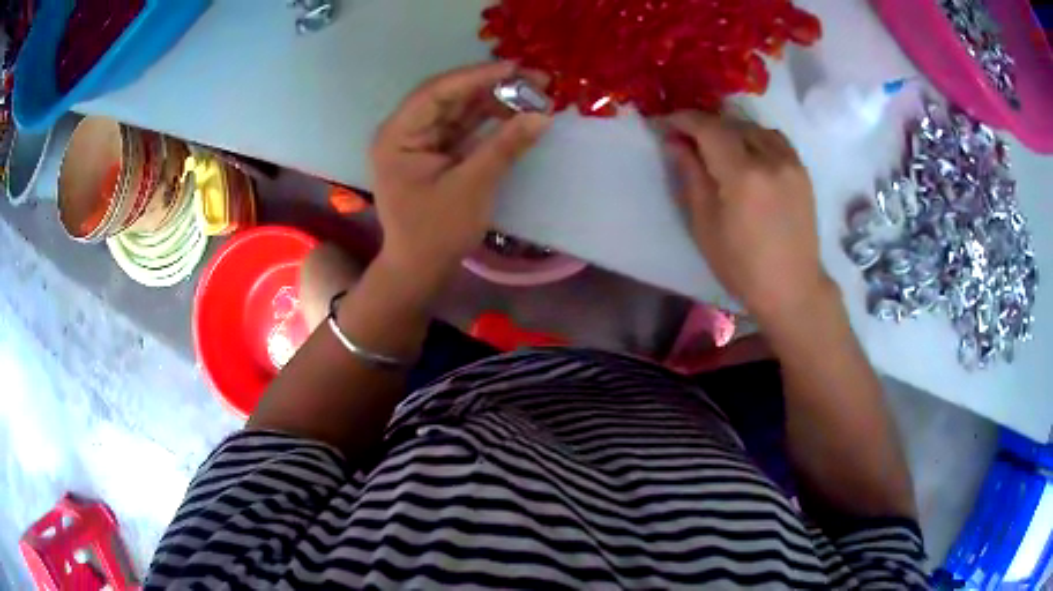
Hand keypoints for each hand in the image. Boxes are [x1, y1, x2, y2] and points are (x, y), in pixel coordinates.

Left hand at [371, 61, 552, 298]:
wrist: (420, 270)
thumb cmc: (436, 233)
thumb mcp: (472, 187)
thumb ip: (505, 146)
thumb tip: (542, 115)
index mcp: (397, 136)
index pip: (436, 92)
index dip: (476, 77)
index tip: (515, 68)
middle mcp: (403, 132)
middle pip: (448, 97)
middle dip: (489, 86)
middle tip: (532, 79)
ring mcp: (419, 142)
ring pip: (458, 110)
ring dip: (492, 101)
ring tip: (531, 93)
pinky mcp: (434, 153)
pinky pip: (463, 128)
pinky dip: (488, 121)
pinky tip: (515, 113)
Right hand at [661, 112, 834, 323]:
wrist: (793, 287)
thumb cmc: (742, 266)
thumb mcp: (704, 225)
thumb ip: (690, 176)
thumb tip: (675, 142)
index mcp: (743, 174)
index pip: (708, 128)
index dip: (683, 119)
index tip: (665, 123)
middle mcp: (770, 158)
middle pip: (731, 123)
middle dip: (705, 125)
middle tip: (686, 138)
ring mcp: (791, 162)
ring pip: (753, 127)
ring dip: (730, 130)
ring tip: (717, 146)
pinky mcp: (802, 170)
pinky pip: (774, 138)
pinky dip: (754, 137)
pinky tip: (747, 153)